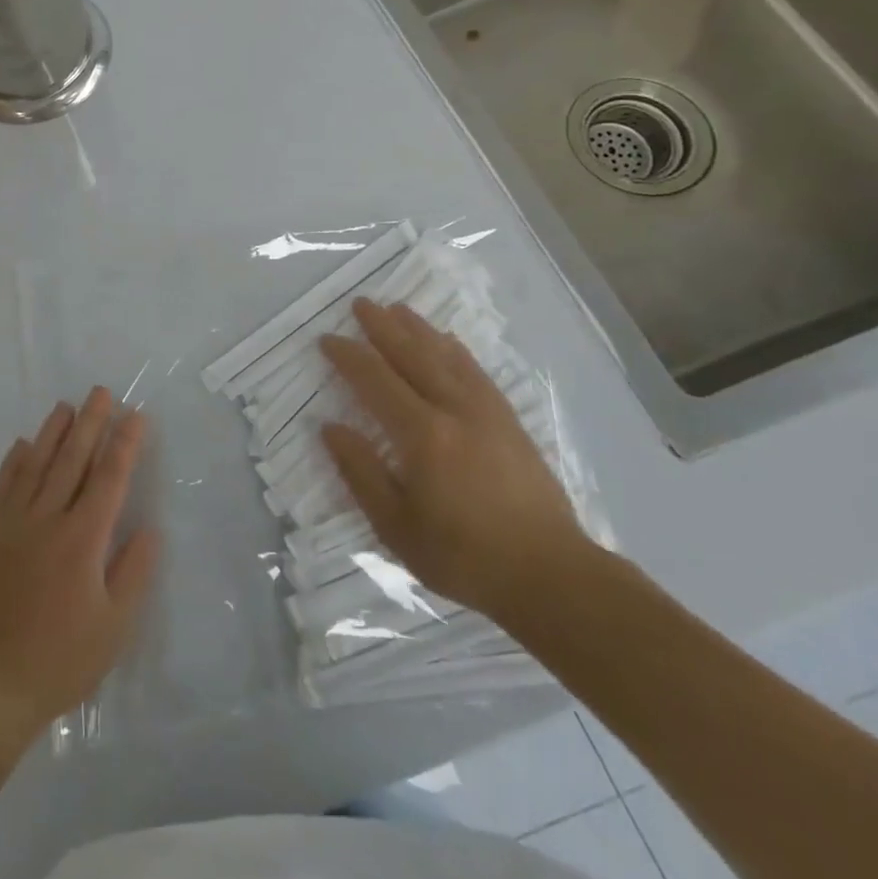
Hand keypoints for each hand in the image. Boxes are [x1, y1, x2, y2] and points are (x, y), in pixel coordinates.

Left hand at [0, 389, 158, 749]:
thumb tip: (149, 527)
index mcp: (83, 539)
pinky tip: (23, 444)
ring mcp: (12, 522)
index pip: (109, 478)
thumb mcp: (113, 629)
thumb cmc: (58, 660)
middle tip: (101, 392)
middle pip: (73, 459)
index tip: (134, 415)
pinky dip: (14, 461)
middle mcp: (48, 518)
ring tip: (67, 406)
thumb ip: (134, 573)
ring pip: (37, 464)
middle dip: (91, 423)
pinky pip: (2, 485)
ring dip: (54, 432)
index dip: (124, 444)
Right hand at [318, 298, 590, 621]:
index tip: (327, 339)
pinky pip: (476, 371)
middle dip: (383, 327)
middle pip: (412, 355)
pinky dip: (455, 350)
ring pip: (446, 356)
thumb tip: (331, 428)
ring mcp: (487, 412)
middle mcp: (454, 410)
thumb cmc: (463, 556)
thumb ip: (361, 472)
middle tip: (360, 303)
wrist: (550, 575)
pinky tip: (447, 341)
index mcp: (422, 434)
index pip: (375, 380)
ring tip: (397, 308)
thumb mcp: (395, 526)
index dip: (348, 356)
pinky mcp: (509, 421)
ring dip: (418, 329)